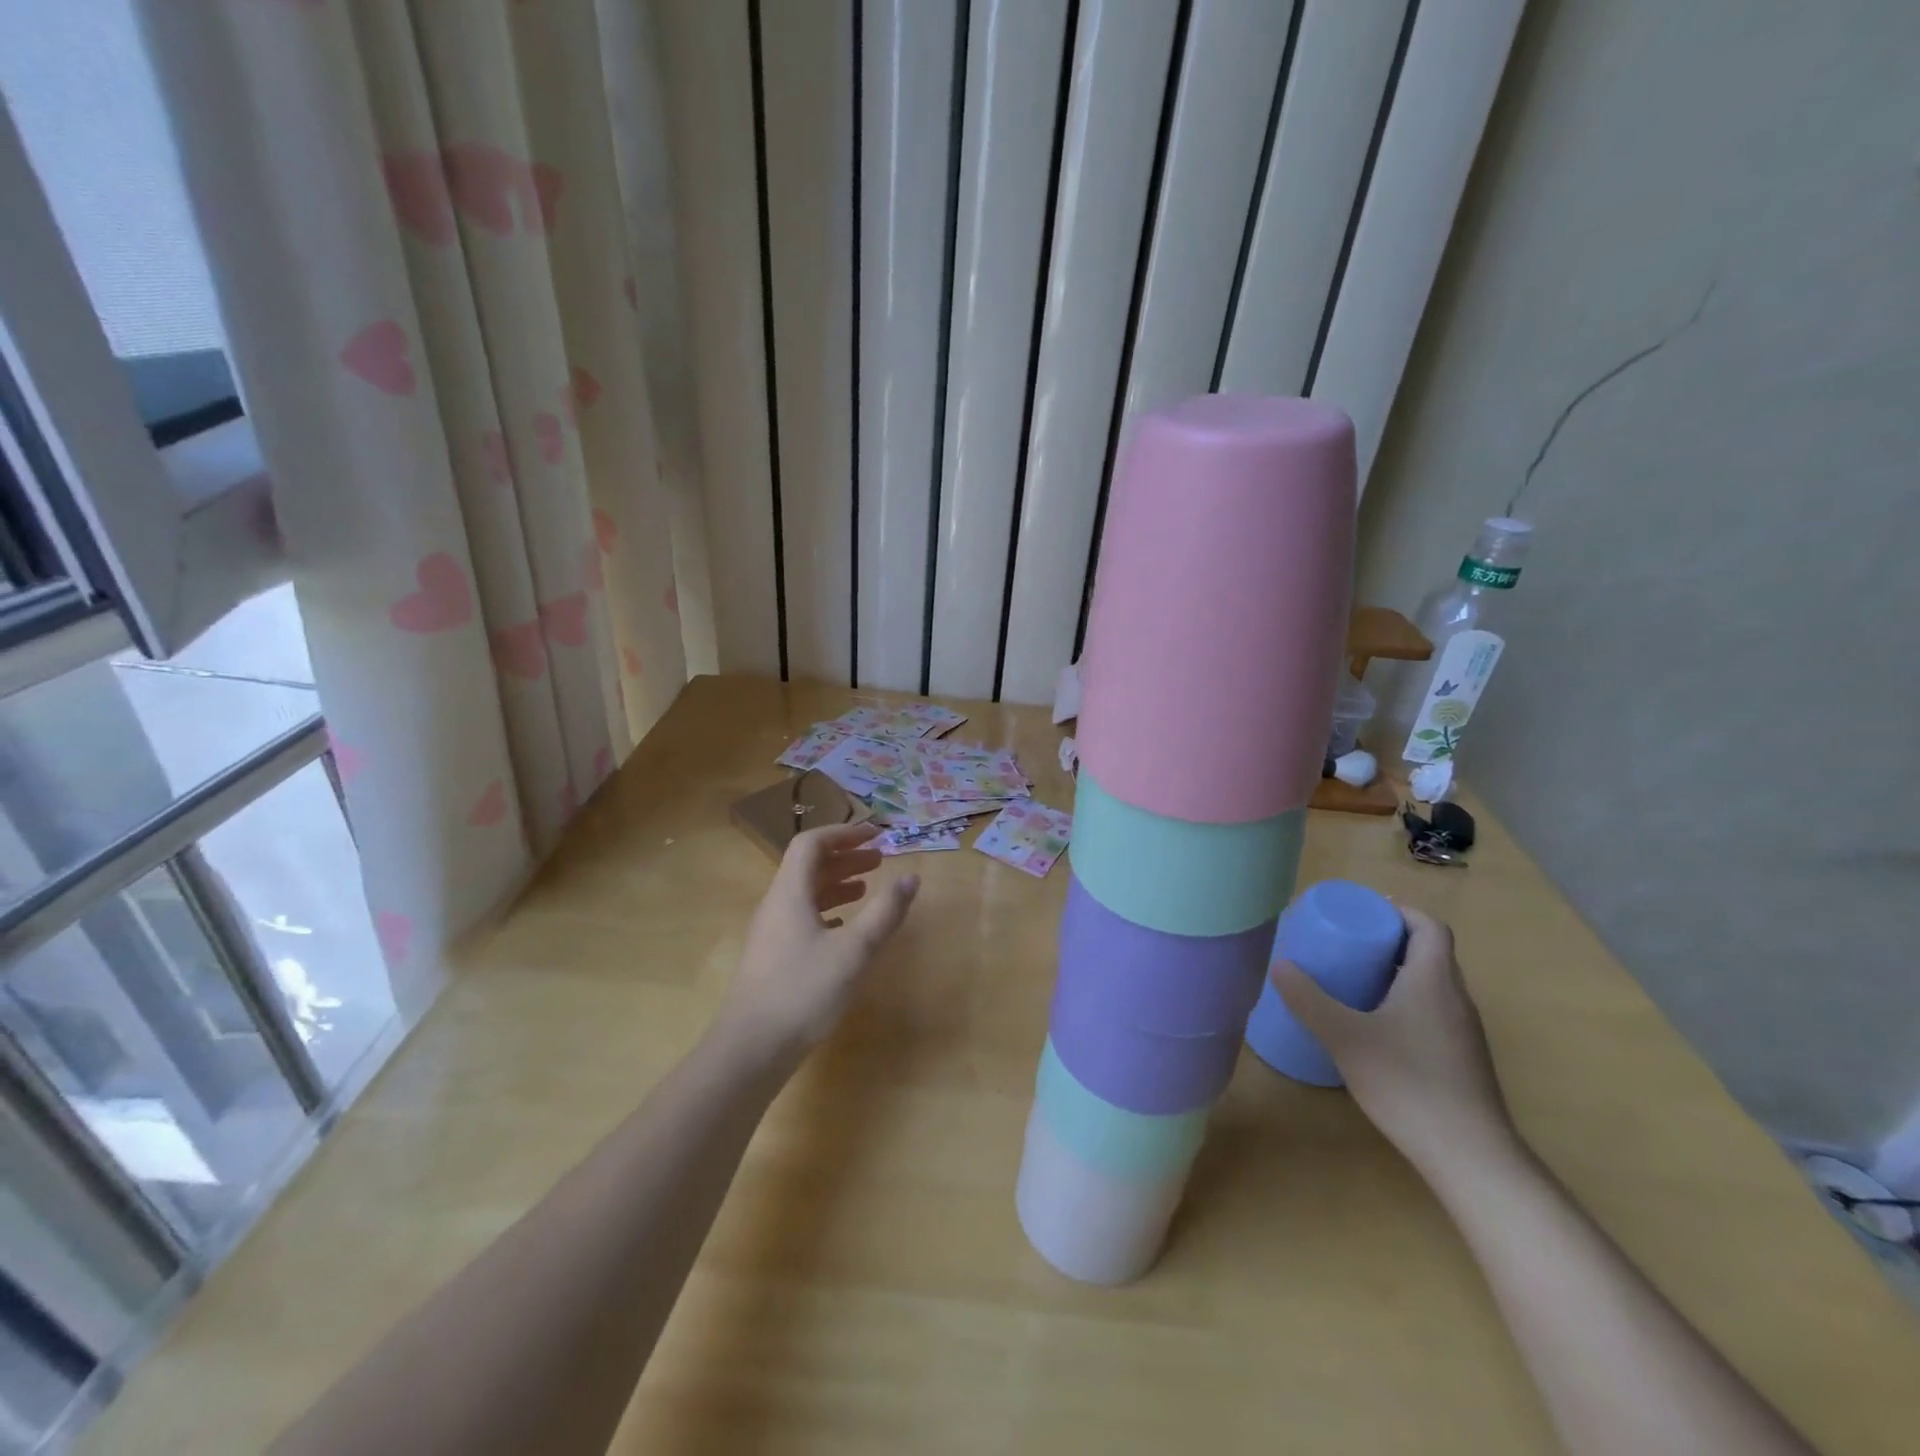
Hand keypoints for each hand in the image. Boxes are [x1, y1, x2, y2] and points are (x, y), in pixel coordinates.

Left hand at [718, 823, 919, 1061]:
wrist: (751, 1049)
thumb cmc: (803, 992)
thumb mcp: (854, 951)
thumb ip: (884, 912)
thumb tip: (911, 878)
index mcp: (790, 893)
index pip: (811, 844)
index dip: (843, 833)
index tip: (875, 835)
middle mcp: (776, 905)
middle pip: (808, 866)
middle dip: (845, 857)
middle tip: (880, 860)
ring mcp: (772, 932)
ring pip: (806, 893)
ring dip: (837, 884)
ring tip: (868, 888)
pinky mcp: (773, 957)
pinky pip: (802, 918)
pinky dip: (828, 911)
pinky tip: (846, 928)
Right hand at [1271, 907, 1516, 1178]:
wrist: (1470, 1156)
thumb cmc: (1408, 1083)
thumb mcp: (1345, 1037)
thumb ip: (1309, 1000)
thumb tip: (1279, 964)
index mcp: (1434, 980)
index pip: (1429, 926)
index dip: (1400, 912)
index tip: (1365, 913)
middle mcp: (1456, 999)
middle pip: (1429, 953)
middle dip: (1390, 941)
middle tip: (1348, 944)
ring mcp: (1464, 1033)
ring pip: (1432, 985)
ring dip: (1397, 973)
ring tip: (1354, 981)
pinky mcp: (1463, 1061)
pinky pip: (1433, 1013)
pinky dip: (1405, 1004)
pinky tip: (1375, 1028)